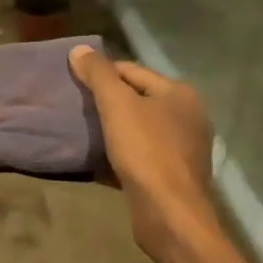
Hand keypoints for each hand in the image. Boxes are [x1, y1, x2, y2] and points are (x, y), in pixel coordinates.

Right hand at [69, 45, 220, 262]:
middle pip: (137, 97)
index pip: (131, 70)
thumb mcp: (116, 105)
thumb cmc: (145, 150)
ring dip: (114, 127)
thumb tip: (79, 49)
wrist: (169, 212)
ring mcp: (185, 147)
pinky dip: (122, 150)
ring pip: (139, 126)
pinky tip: (102, 157)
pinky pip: (142, 151)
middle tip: (76, 107)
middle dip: (108, 101)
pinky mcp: (175, 173)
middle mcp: (189, 115)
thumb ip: (98, 74)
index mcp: (179, 93)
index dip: (100, 74)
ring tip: (85, 131)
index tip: (73, 84)